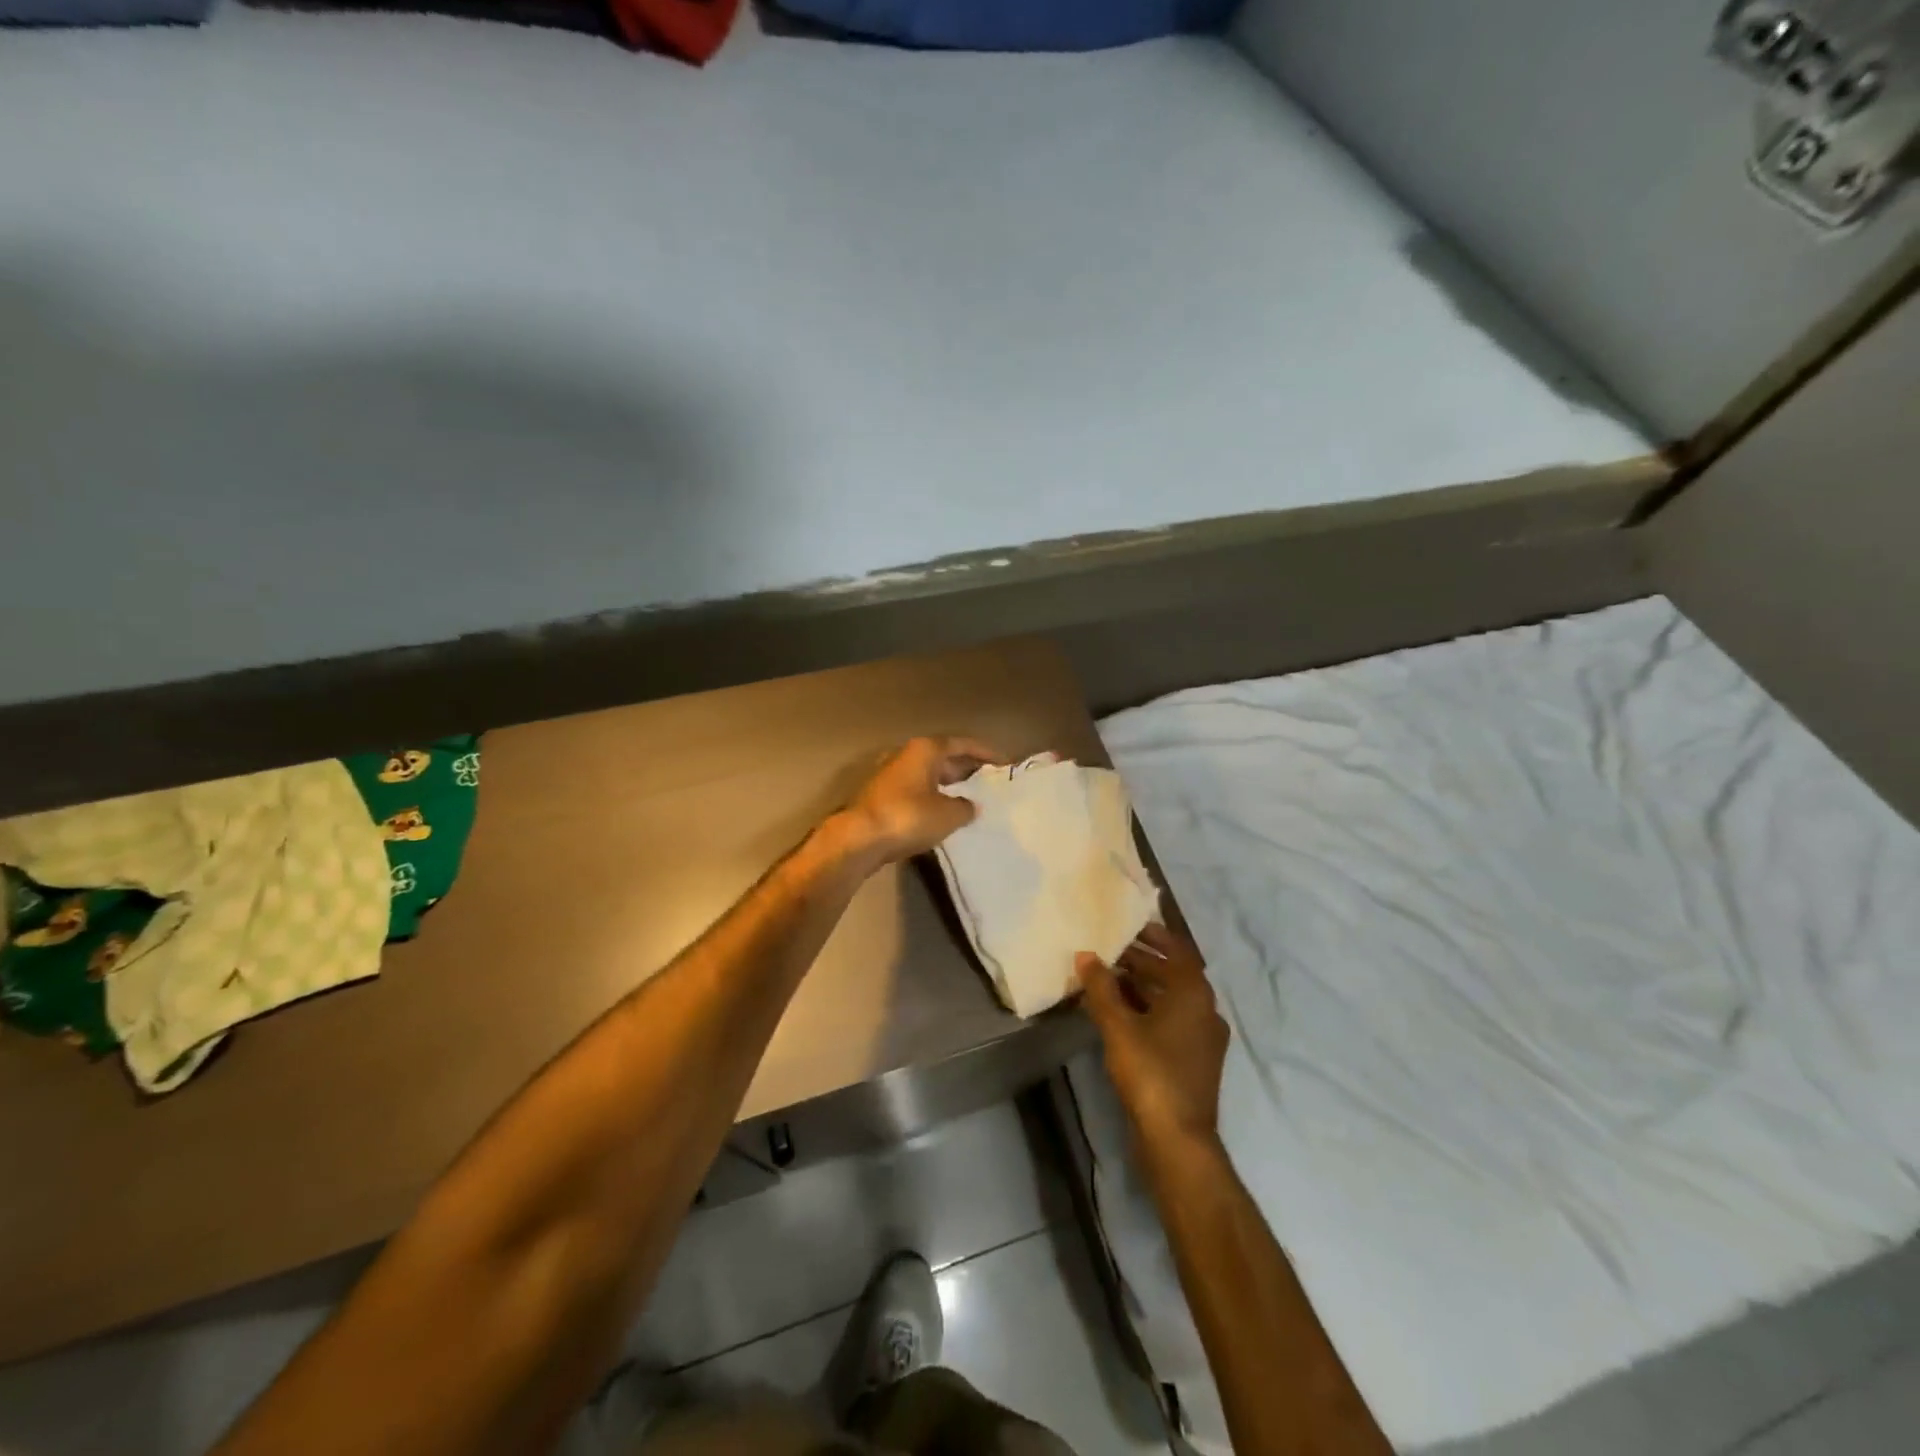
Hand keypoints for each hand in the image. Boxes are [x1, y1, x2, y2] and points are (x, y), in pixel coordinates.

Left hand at [839, 736, 1002, 864]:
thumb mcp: (947, 814)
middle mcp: (906, 755)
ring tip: (970, 798)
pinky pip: (915, 790)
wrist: (858, 838)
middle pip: (943, 757)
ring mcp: (890, 775)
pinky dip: (932, 797)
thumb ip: (965, 807)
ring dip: (948, 784)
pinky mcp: (880, 796)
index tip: (1003, 763)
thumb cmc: (908, 817)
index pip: (961, 743)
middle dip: (966, 768)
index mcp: (925, 750)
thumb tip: (972, 806)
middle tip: (989, 782)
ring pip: (927, 775)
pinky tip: (943, 813)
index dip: (984, 752)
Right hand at [1077, 923, 1228, 1149]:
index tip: (1129, 926)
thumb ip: (1101, 988)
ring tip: (1107, 980)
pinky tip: (1119, 1015)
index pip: (1177, 950)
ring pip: (1171, 1000)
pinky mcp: (1194, 1060)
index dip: (1154, 936)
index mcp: (1194, 993)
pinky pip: (1171, 1021)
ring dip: (1142, 986)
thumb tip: (1085, 955)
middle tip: (1108, 952)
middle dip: (1141, 961)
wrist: (1177, 1139)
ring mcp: (1203, 1038)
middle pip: (1173, 974)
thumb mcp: (1118, 1026)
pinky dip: (1148, 1010)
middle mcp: (1205, 1010)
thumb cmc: (1150, 1072)